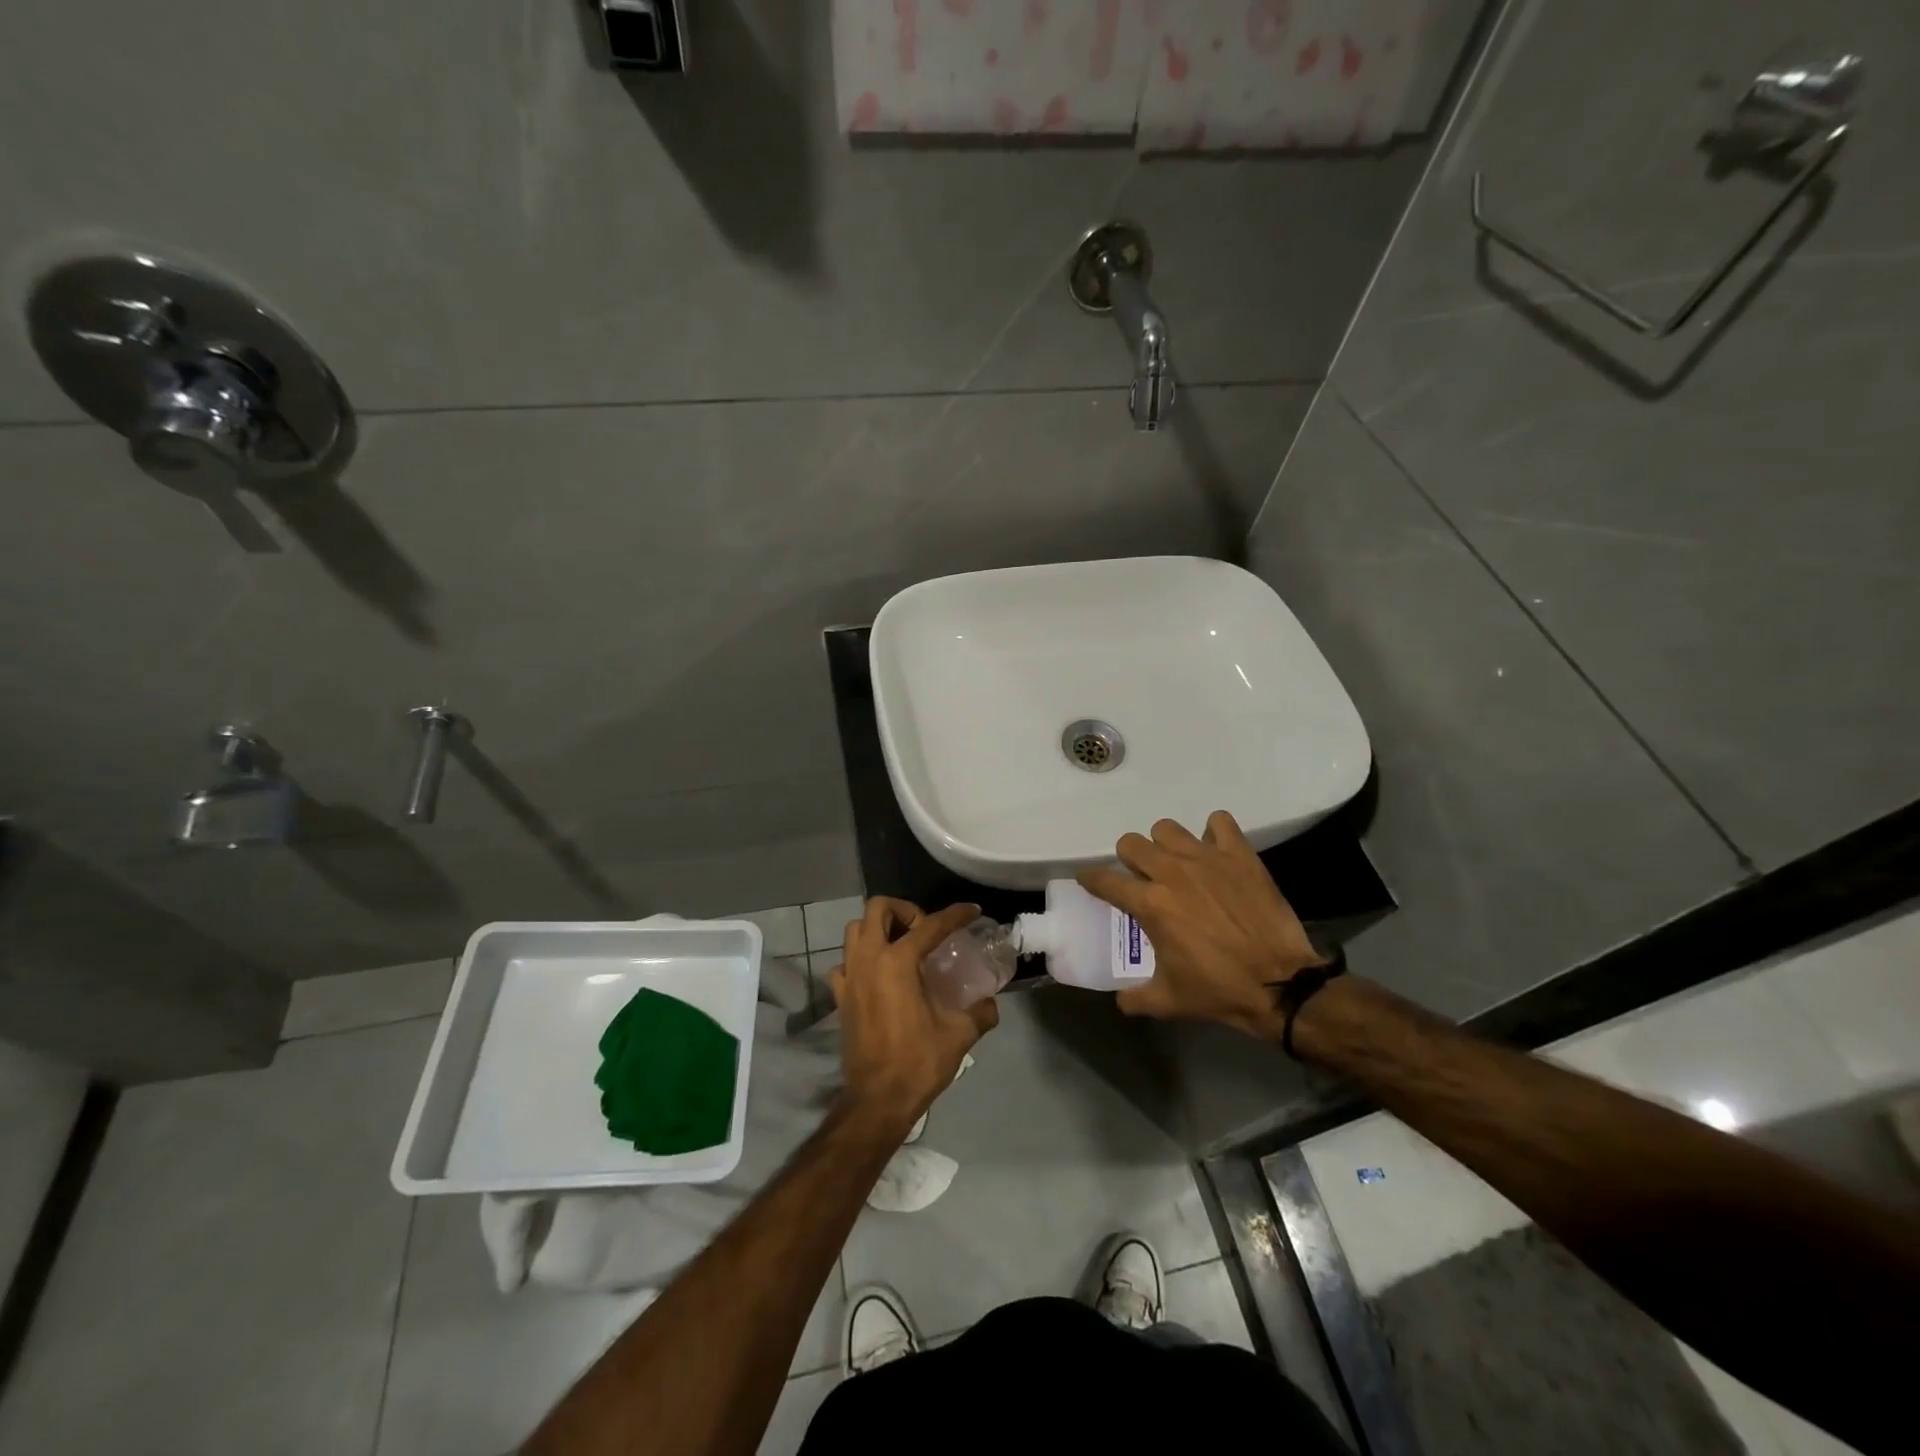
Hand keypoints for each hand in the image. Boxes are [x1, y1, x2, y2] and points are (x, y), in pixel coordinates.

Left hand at [829, 898, 998, 1135]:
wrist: (877, 1100)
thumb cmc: (918, 1062)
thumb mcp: (959, 1034)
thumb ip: (980, 1011)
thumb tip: (991, 1002)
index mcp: (898, 962)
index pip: (931, 925)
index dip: (955, 915)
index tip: (971, 912)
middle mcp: (869, 959)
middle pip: (878, 909)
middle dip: (904, 910)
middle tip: (924, 931)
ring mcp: (849, 976)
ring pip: (856, 930)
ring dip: (878, 928)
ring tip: (901, 946)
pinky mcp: (840, 997)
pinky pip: (845, 962)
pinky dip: (860, 959)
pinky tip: (878, 975)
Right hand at [1078, 811, 1326, 1037]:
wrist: (1281, 984)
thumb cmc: (1219, 991)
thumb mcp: (1168, 1002)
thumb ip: (1135, 998)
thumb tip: (1120, 1000)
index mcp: (1150, 904)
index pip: (1104, 880)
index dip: (1090, 879)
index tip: (1089, 881)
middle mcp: (1171, 873)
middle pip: (1131, 844)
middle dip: (1129, 859)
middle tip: (1142, 878)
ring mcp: (1206, 859)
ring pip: (1167, 829)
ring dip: (1165, 844)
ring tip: (1177, 864)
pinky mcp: (1239, 855)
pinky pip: (1220, 823)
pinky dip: (1214, 832)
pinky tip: (1215, 850)